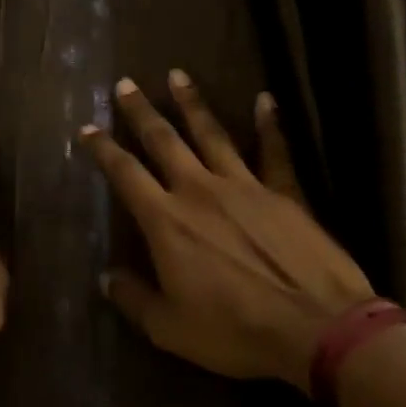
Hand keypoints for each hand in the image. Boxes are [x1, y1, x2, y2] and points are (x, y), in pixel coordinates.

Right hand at [80, 70, 373, 390]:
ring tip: (177, 75)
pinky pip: (274, 151)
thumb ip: (134, 299)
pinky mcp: (284, 193)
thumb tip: (107, 278)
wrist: (317, 329)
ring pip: (211, 134)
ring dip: (192, 103)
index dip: (103, 149)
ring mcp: (244, 186)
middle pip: (163, 140)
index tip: (87, 128)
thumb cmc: (235, 331)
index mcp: (166, 220)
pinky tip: (265, 99)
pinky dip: (269, 124)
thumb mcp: (170, 328)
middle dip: (141, 111)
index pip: (125, 173)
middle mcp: (199, 190)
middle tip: (125, 84)